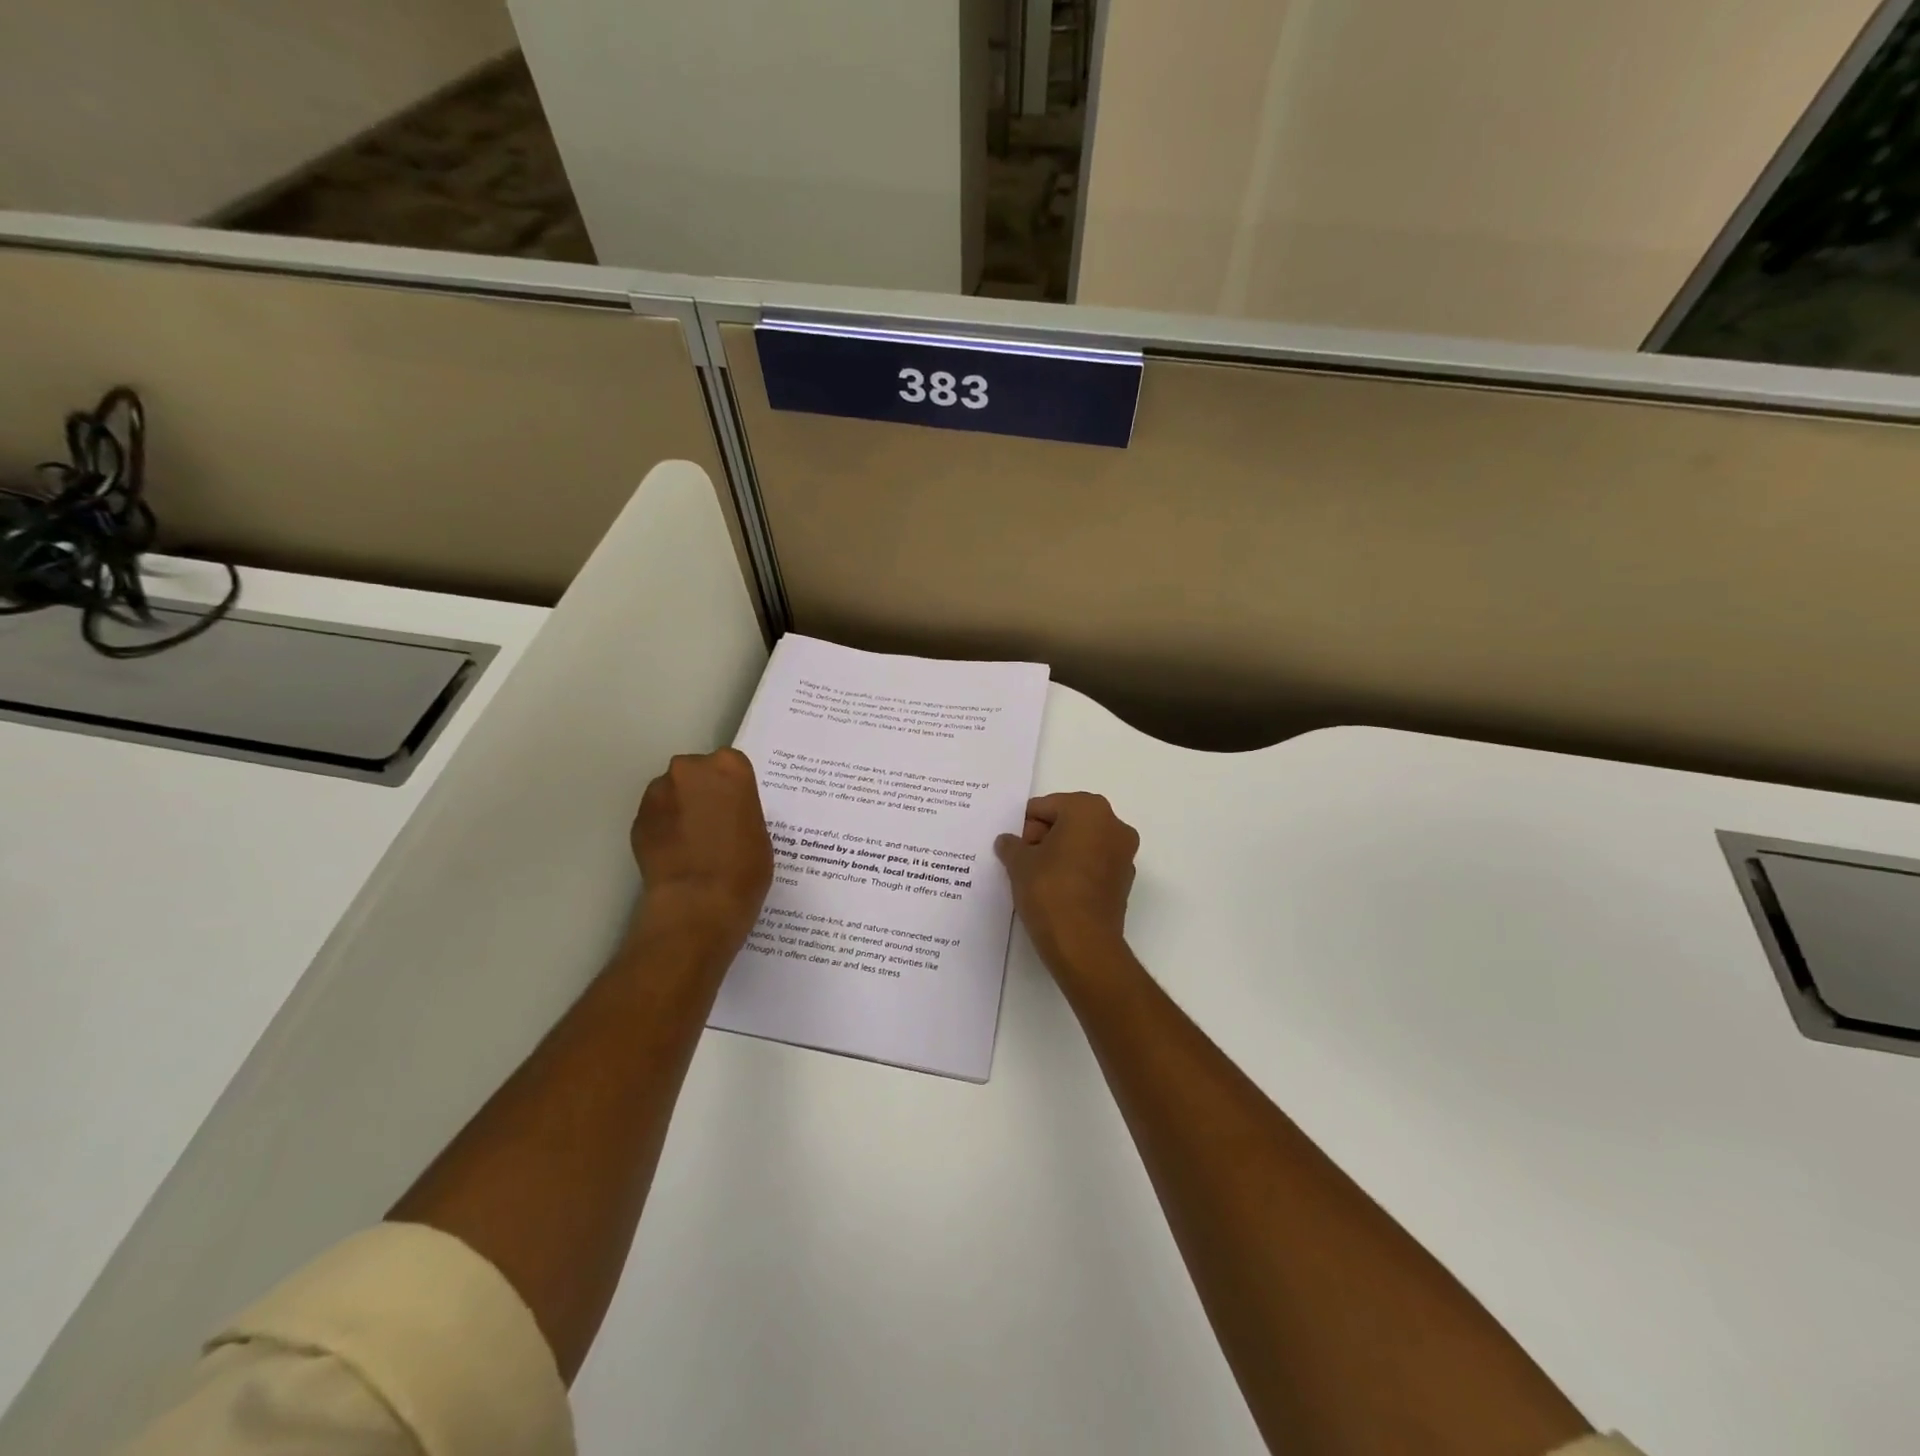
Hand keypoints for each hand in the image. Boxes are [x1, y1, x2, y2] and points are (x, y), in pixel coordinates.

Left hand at [628, 749, 773, 962]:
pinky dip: (663, 829)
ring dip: (680, 809)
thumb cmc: (744, 868)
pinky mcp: (637, 819)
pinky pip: (655, 817)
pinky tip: (675, 855)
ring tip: (692, 843)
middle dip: (702, 792)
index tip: (735, 808)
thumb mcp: (759, 832)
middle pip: (696, 772)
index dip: (732, 788)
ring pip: (672, 793)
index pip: (731, 765)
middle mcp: (690, 769)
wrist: (698, 903)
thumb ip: (741, 810)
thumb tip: (726, 814)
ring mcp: (659, 793)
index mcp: (729, 767)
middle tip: (714, 824)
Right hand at [995, 792, 1139, 976]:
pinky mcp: (1124, 882)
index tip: (1013, 846)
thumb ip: (1011, 845)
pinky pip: (1094, 865)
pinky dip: (1075, 870)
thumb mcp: (1019, 863)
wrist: (1082, 943)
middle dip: (1044, 836)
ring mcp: (1124, 854)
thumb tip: (1008, 842)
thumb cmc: (1049, 889)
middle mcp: (1114, 825)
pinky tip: (1055, 890)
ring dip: (1060, 853)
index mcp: (1089, 809)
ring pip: (1083, 843)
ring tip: (1036, 876)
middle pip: (1068, 821)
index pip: (1046, 807)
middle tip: (1022, 860)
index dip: (1025, 825)